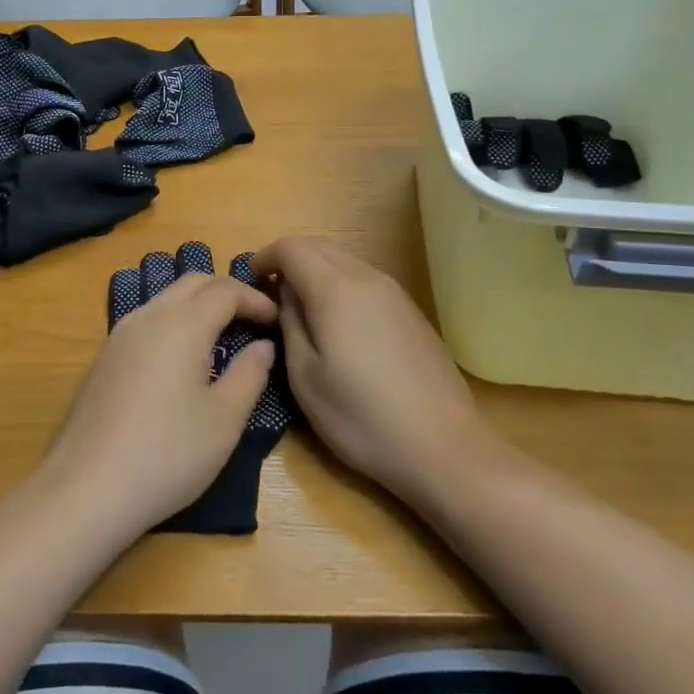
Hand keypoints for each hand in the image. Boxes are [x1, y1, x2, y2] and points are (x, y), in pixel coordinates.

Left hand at [40, 272, 276, 538]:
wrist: (86, 489)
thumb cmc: (168, 453)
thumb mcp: (225, 419)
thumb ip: (250, 374)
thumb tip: (262, 346)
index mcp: (183, 324)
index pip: (225, 290)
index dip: (255, 299)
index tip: (277, 319)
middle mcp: (149, 316)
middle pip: (192, 283)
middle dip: (227, 292)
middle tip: (253, 319)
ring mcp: (119, 335)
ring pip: (166, 299)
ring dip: (198, 305)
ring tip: (222, 335)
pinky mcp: (103, 358)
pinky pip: (147, 321)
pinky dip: (174, 323)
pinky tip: (182, 358)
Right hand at [253, 237, 497, 510]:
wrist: (444, 447)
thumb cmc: (362, 418)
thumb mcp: (305, 378)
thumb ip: (290, 325)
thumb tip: (286, 295)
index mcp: (335, 289)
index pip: (292, 247)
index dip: (265, 256)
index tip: (249, 278)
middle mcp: (367, 278)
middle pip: (319, 246)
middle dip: (289, 259)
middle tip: (270, 292)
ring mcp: (395, 292)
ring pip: (345, 260)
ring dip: (316, 271)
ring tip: (301, 308)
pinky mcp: (411, 311)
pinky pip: (365, 280)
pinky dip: (340, 285)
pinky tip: (338, 323)